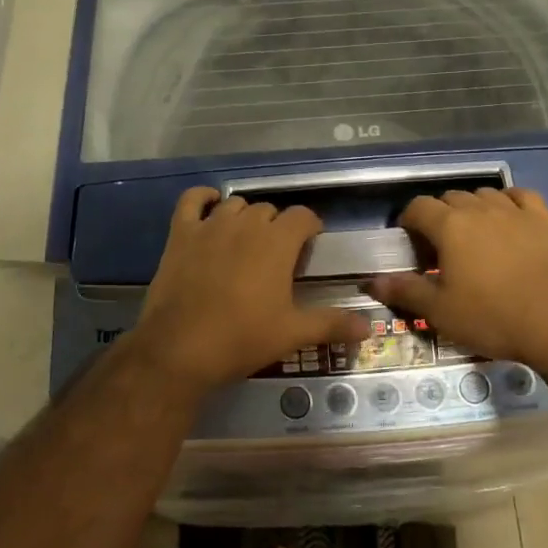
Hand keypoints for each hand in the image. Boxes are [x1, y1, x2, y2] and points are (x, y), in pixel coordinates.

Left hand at [132, 189, 370, 393]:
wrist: (180, 348)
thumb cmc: (242, 338)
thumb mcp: (292, 334)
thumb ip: (331, 324)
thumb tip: (368, 327)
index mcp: (277, 242)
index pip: (303, 216)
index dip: (310, 228)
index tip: (310, 246)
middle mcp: (246, 223)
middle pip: (269, 211)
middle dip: (277, 227)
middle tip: (276, 257)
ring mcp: (211, 225)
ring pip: (235, 204)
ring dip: (244, 217)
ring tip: (245, 241)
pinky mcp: (181, 233)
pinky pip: (192, 200)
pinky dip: (202, 198)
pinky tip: (209, 207)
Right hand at [367, 188, 547, 377]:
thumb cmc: (492, 317)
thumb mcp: (440, 311)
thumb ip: (404, 291)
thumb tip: (371, 282)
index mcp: (450, 226)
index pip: (418, 207)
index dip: (408, 221)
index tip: (409, 243)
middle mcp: (479, 209)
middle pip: (450, 198)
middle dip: (439, 216)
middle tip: (440, 247)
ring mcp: (514, 211)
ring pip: (484, 194)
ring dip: (472, 208)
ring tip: (473, 235)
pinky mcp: (544, 220)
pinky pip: (521, 196)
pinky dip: (510, 201)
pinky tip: (508, 217)